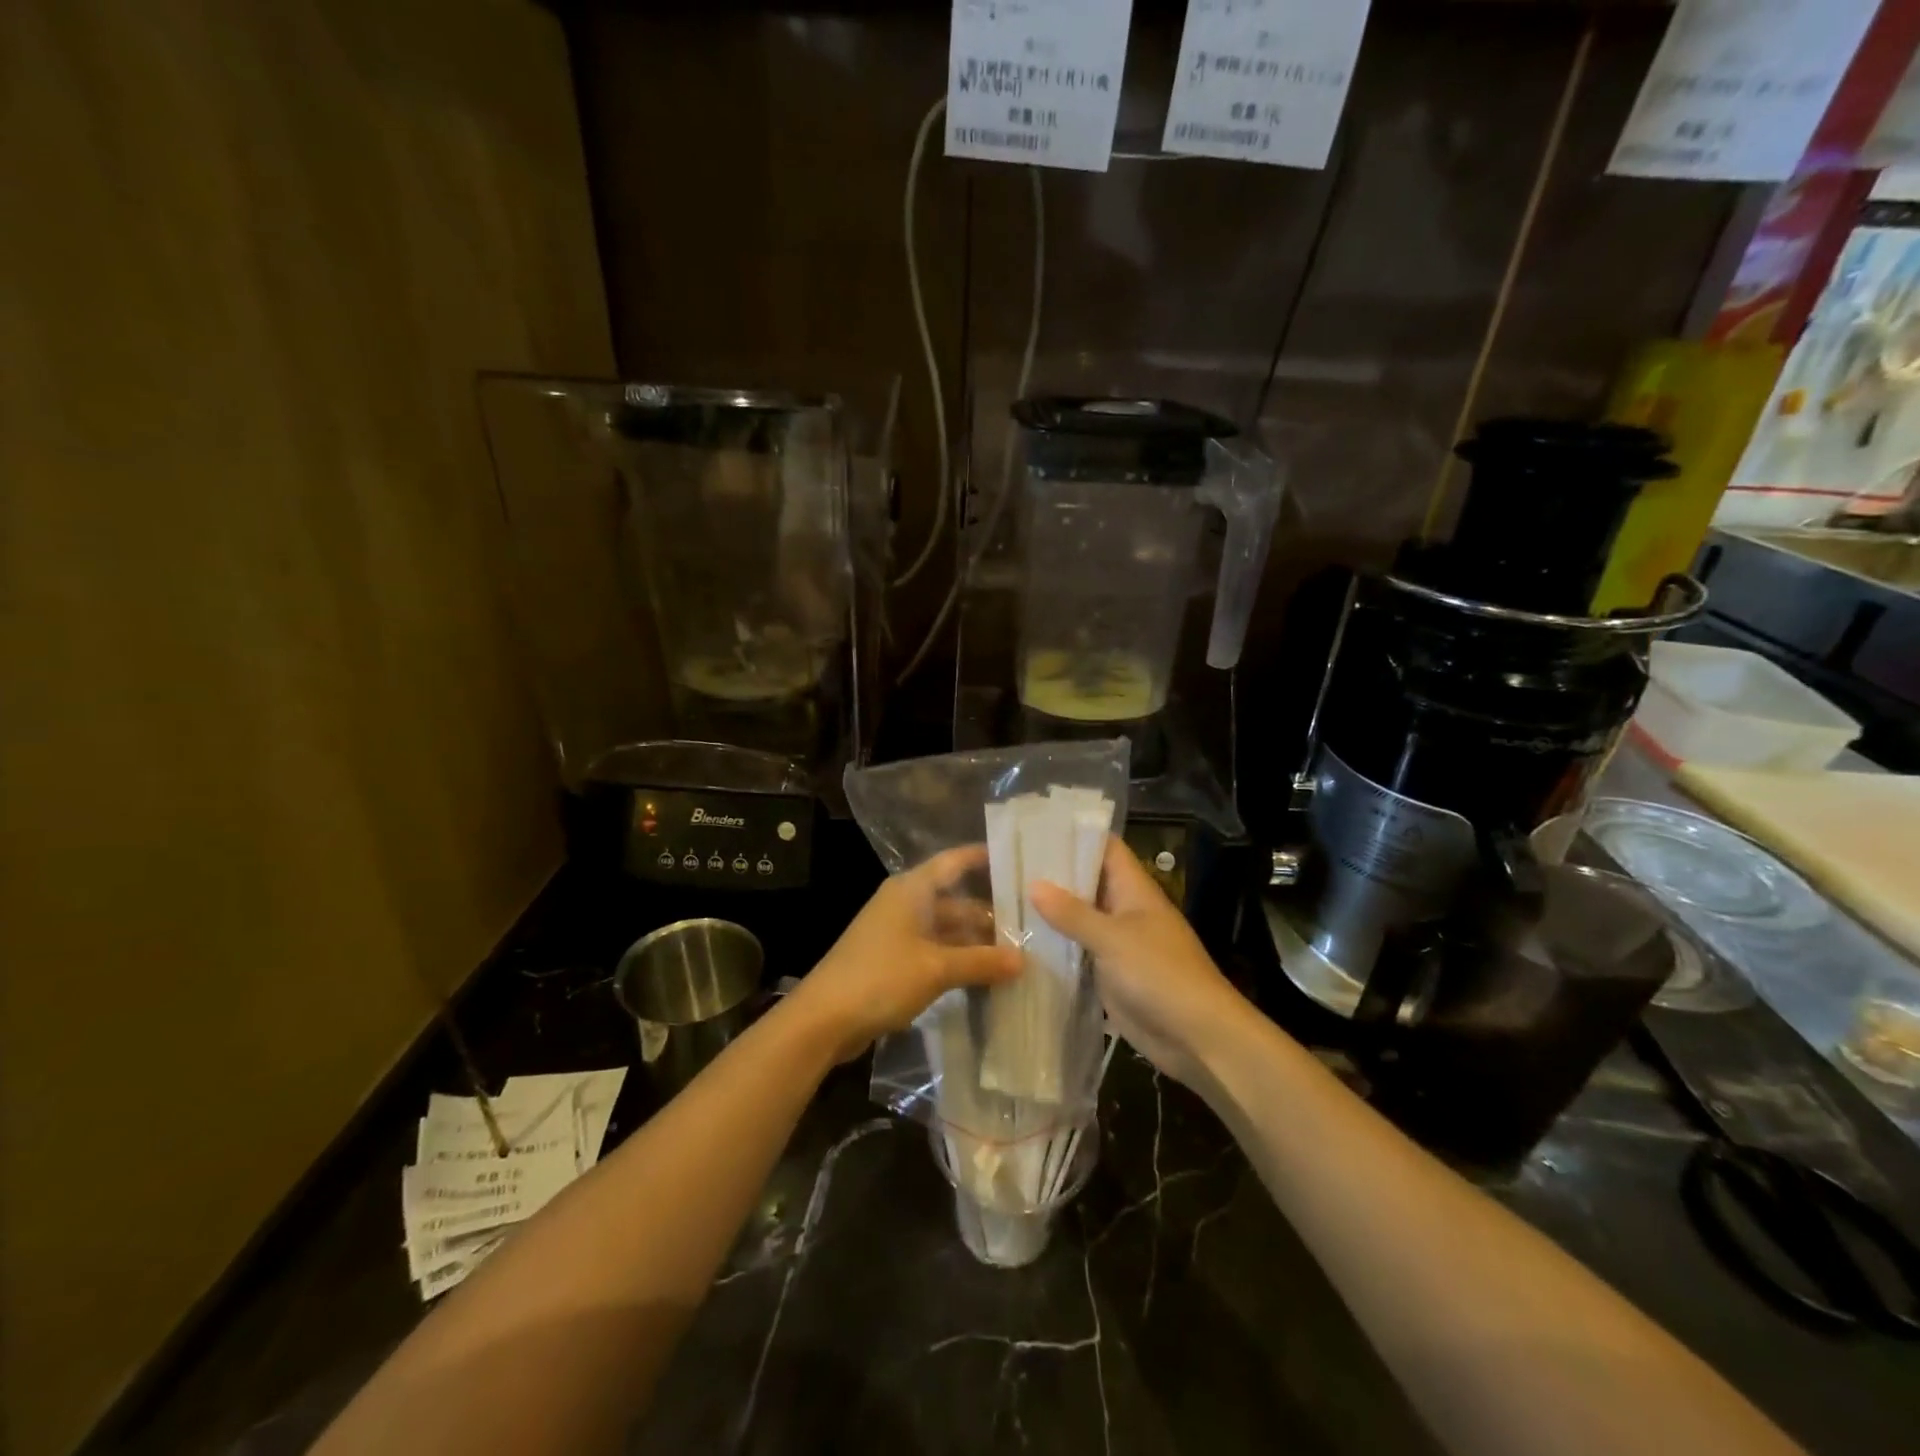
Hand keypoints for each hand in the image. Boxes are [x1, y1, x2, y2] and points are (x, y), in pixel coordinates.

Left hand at [790, 846, 1020, 1061]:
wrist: (824, 1019)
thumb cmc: (880, 978)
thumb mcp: (936, 968)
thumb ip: (981, 962)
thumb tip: (1023, 960)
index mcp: (911, 890)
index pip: (953, 862)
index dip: (983, 858)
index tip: (1017, 859)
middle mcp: (905, 904)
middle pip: (954, 900)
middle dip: (989, 913)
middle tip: (1031, 925)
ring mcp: (897, 933)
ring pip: (946, 929)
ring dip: (975, 942)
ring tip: (1017, 954)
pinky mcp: (893, 961)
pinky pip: (934, 951)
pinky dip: (958, 960)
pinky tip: (985, 976)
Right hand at [1030, 837, 1249, 1087]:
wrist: (1197, 1037)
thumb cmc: (1161, 975)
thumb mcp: (1114, 939)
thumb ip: (1073, 913)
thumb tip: (1034, 884)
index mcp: (1134, 890)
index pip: (1104, 848)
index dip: (1074, 835)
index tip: (1034, 829)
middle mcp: (1124, 910)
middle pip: (1087, 882)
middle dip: (1052, 875)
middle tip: (1006, 865)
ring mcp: (1117, 944)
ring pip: (1080, 919)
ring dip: (1050, 913)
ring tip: (1003, 899)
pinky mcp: (1110, 975)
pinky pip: (1079, 953)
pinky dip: (1056, 947)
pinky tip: (1021, 943)